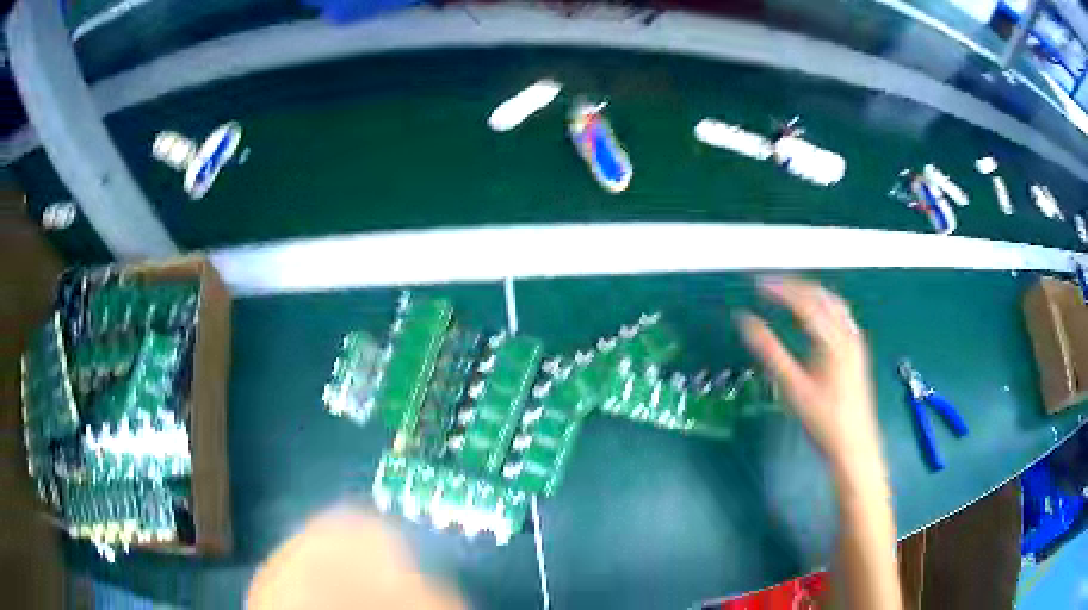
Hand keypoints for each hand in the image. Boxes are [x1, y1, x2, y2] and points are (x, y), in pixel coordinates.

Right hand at [737, 277, 884, 485]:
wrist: (854, 445)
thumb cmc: (823, 420)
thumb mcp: (792, 388)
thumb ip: (769, 351)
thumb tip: (745, 321)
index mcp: (832, 339)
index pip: (804, 301)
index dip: (780, 288)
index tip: (757, 284)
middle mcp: (847, 333)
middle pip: (821, 296)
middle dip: (794, 285)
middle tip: (769, 284)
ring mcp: (855, 341)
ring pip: (834, 302)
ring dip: (810, 291)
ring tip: (788, 292)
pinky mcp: (858, 351)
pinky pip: (841, 314)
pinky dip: (823, 304)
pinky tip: (815, 314)